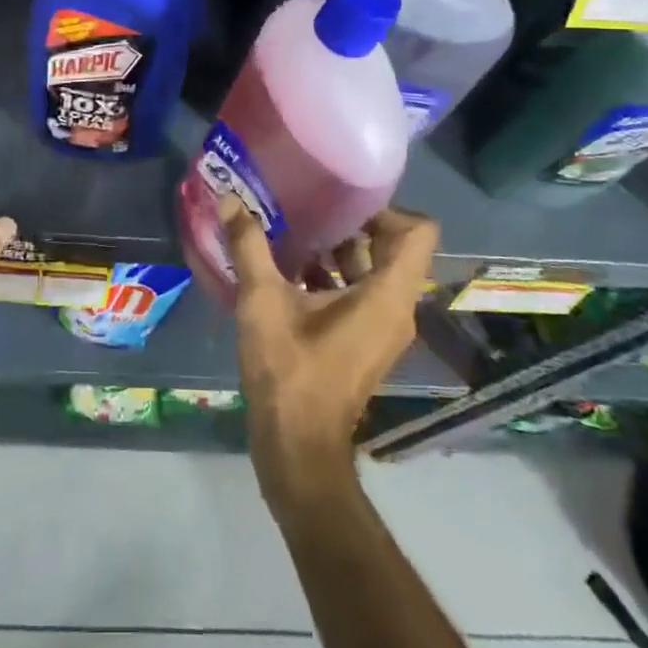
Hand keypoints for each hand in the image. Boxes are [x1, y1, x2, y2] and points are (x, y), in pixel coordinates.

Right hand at [219, 195, 435, 503]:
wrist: (297, 447)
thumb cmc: (290, 371)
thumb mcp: (262, 302)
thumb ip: (248, 246)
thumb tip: (229, 200)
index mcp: (387, 295)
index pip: (418, 233)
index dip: (387, 209)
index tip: (342, 200)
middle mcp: (396, 309)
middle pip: (395, 248)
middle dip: (355, 224)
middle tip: (313, 205)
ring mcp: (382, 329)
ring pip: (375, 272)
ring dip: (340, 250)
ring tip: (297, 230)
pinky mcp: (364, 343)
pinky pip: (361, 295)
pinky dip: (334, 277)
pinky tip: (289, 269)